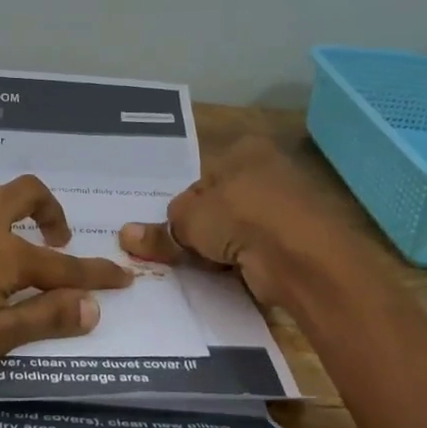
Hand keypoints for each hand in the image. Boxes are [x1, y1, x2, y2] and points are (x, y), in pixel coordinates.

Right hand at [118, 137, 340, 306]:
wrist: (300, 256)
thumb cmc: (239, 216)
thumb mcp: (188, 220)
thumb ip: (159, 229)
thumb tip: (127, 235)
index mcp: (244, 151)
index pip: (200, 178)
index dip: (181, 206)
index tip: (168, 232)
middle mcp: (268, 172)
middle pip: (218, 205)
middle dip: (198, 230)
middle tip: (175, 253)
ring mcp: (285, 209)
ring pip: (236, 231)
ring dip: (218, 249)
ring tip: (199, 267)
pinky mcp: (294, 242)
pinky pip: (255, 252)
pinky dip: (240, 264)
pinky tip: (225, 276)